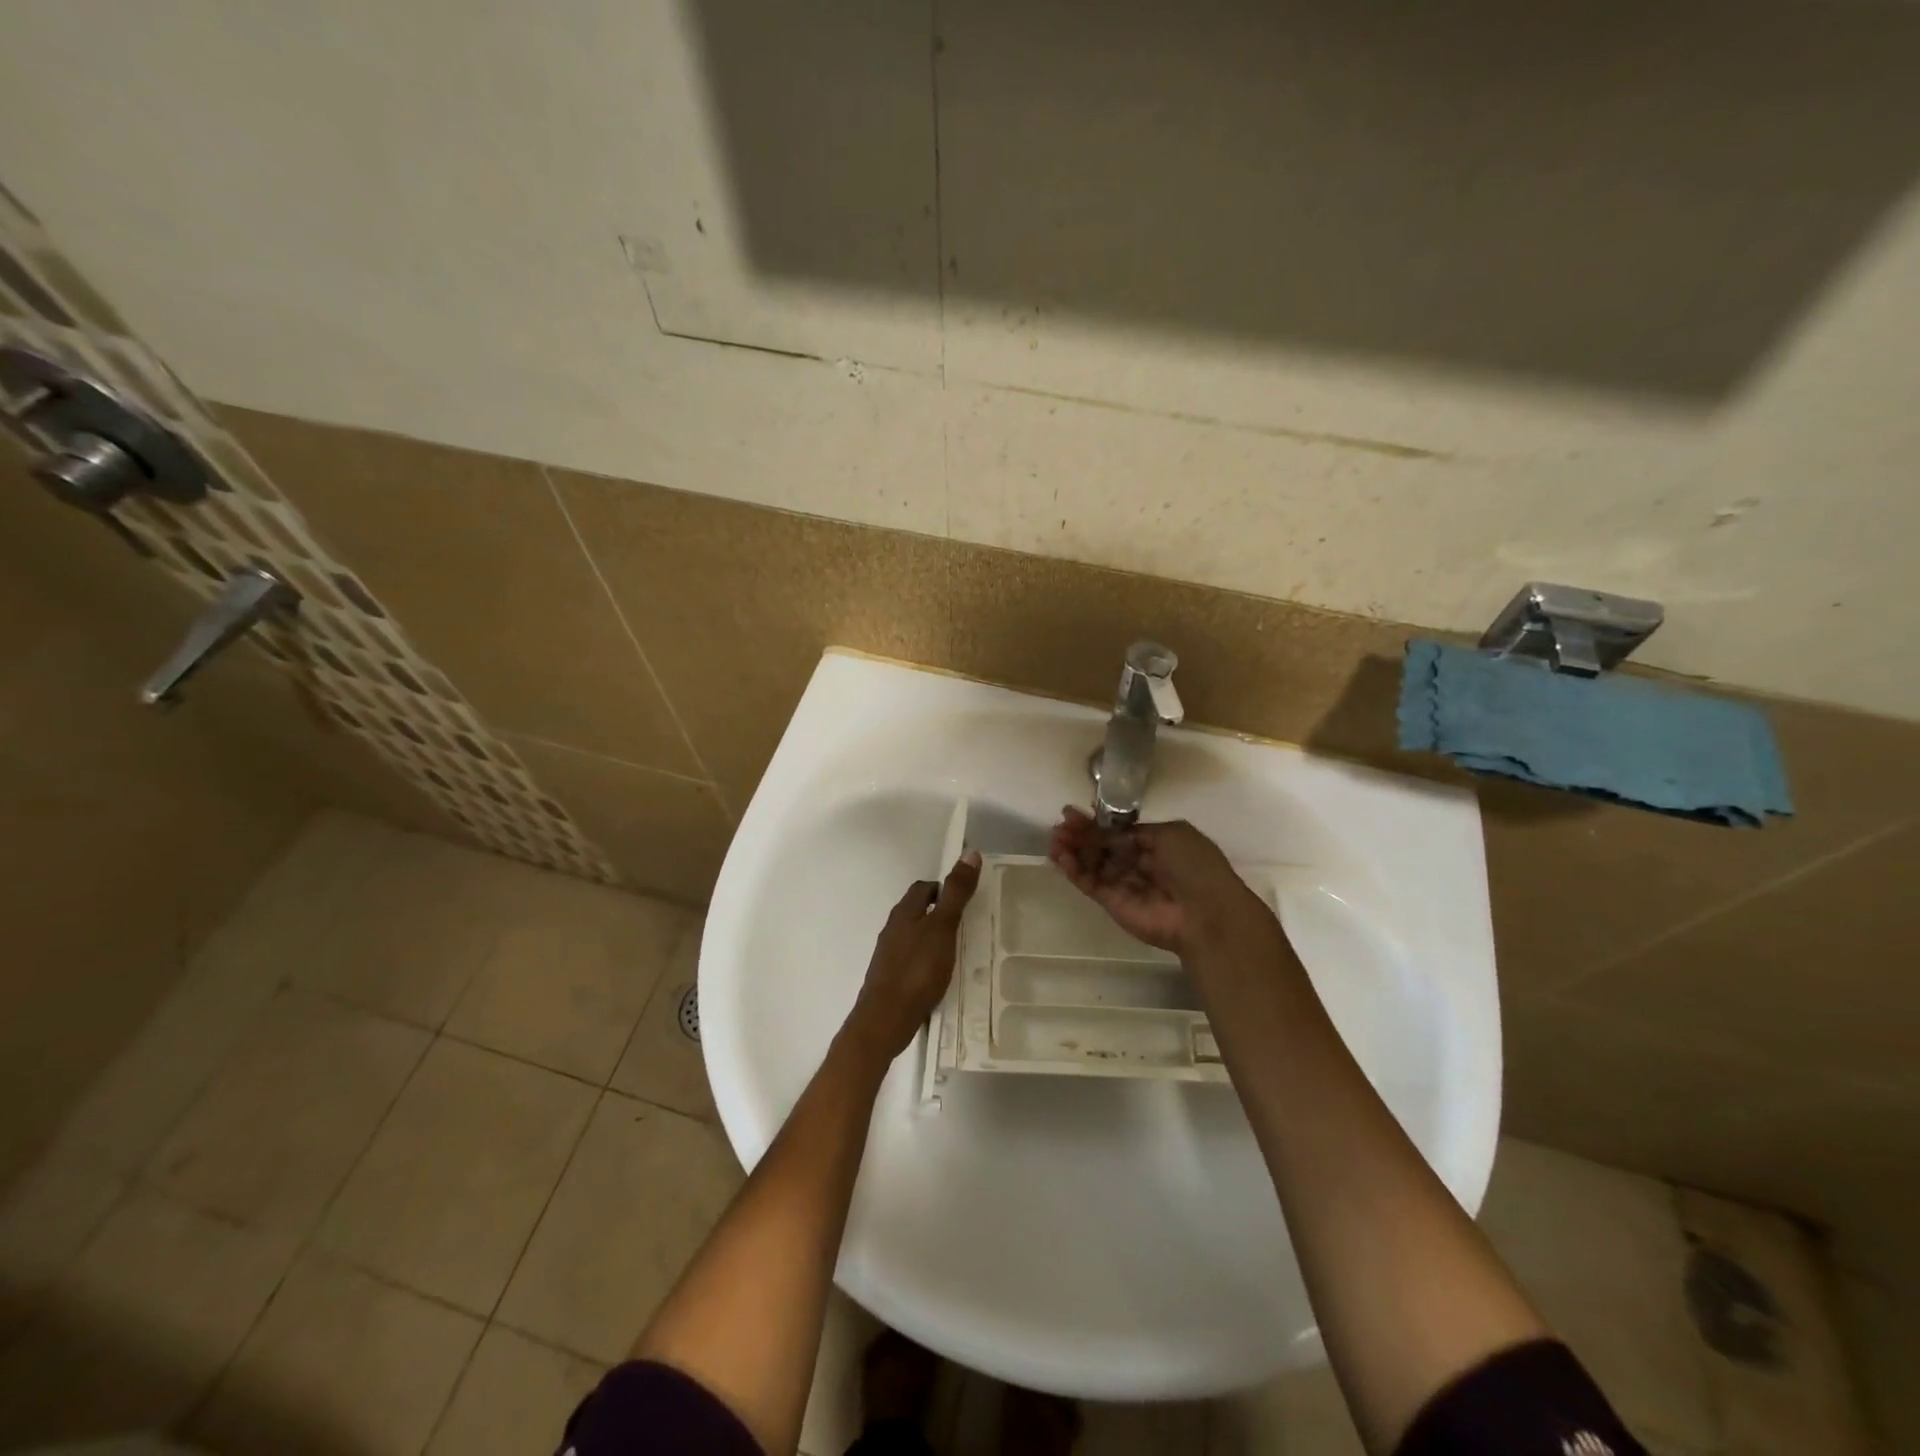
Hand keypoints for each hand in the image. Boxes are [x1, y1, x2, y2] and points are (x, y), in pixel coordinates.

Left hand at [846, 850, 981, 1057]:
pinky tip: (939, 975)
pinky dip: (926, 960)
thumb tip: (969, 853)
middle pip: (917, 910)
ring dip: (932, 937)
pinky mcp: (889, 978)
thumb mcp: (943, 928)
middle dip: (939, 913)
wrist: (885, 1019)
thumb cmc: (917, 970)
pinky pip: (911, 959)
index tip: (965, 899)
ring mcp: (888, 955)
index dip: (943, 888)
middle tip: (966, 924)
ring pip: (913, 936)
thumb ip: (956, 893)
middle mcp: (893, 929)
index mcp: (904, 912)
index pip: (923, 888)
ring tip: (957, 950)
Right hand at [1048, 806, 1276, 959]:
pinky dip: (1073, 870)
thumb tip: (1107, 832)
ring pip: (1091, 863)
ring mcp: (1123, 883)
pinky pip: (1089, 882)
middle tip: (1060, 825)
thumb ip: (1132, 831)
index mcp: (1156, 844)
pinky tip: (1061, 857)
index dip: (1097, 823)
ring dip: (1072, 850)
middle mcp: (1138, 862)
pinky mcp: (1111, 902)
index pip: (1118, 831)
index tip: (1073, 812)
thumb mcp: (1169, 834)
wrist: (1204, 913)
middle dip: (1080, 834)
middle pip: (1101, 846)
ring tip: (1054, 840)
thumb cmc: (1195, 866)